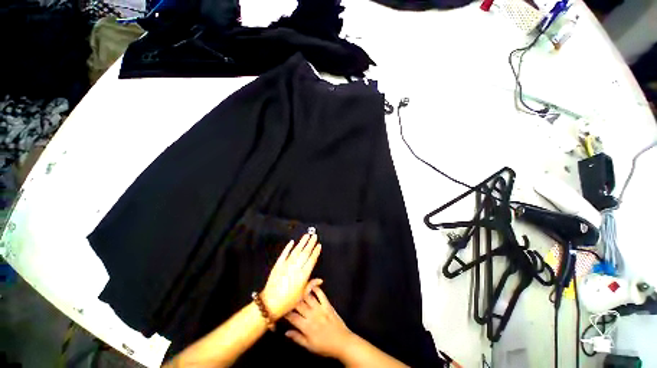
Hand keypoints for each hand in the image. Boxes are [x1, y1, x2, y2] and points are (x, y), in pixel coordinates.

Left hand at [261, 234, 321, 318]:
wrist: (270, 303)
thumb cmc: (288, 301)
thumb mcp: (302, 294)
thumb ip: (311, 284)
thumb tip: (320, 280)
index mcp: (303, 275)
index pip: (311, 260)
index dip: (316, 252)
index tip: (319, 245)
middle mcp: (296, 268)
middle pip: (305, 253)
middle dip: (310, 243)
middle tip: (314, 236)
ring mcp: (286, 265)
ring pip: (296, 251)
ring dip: (302, 242)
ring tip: (306, 235)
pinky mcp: (278, 264)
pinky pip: (284, 253)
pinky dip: (288, 247)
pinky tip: (292, 242)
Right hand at [284, 285, 354, 359]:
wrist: (342, 342)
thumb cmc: (325, 346)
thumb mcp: (309, 346)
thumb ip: (297, 338)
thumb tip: (286, 332)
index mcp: (306, 327)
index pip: (292, 317)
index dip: (285, 312)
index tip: (280, 309)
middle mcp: (312, 315)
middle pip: (299, 305)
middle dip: (291, 300)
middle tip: (286, 296)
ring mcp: (320, 308)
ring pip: (308, 297)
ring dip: (301, 292)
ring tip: (296, 288)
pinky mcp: (327, 304)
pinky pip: (320, 294)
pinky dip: (316, 288)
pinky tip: (311, 285)